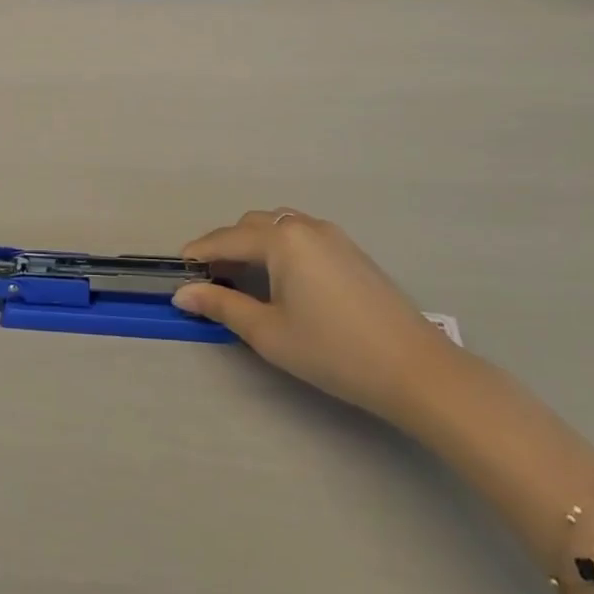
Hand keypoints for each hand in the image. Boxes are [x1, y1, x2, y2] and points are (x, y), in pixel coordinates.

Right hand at [174, 210, 454, 421]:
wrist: (414, 369)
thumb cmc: (332, 351)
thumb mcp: (268, 332)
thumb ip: (221, 305)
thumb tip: (183, 293)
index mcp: (281, 239)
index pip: (226, 239)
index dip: (199, 254)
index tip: (178, 271)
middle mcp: (305, 226)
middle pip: (252, 225)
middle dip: (226, 246)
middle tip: (211, 280)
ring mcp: (333, 236)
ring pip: (279, 225)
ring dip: (254, 243)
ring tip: (244, 278)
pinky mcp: (351, 251)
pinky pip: (302, 235)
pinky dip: (280, 247)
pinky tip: (282, 279)